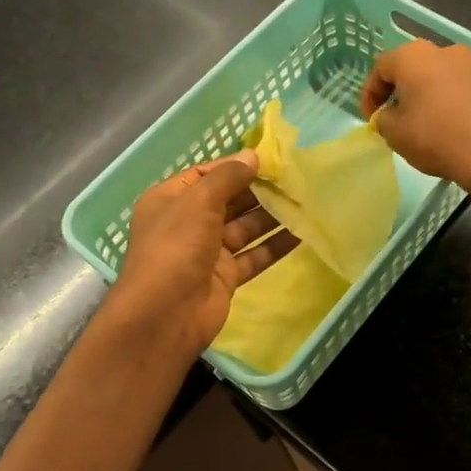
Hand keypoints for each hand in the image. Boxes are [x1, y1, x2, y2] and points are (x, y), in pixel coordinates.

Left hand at [112, 151, 298, 352]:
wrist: (165, 315)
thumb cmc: (175, 247)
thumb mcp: (198, 201)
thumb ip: (227, 177)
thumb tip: (253, 156)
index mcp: (171, 199)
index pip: (206, 174)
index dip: (236, 166)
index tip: (271, 160)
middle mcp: (188, 223)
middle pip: (229, 200)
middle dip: (259, 190)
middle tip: (296, 179)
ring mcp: (207, 252)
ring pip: (245, 228)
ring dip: (272, 216)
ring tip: (305, 202)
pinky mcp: (226, 277)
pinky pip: (254, 255)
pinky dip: (275, 245)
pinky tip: (301, 233)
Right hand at [361, 40, 470, 199]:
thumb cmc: (435, 137)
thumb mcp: (394, 133)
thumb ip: (383, 118)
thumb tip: (390, 115)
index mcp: (414, 56)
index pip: (381, 68)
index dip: (370, 94)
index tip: (372, 119)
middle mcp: (445, 51)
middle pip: (413, 68)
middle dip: (401, 91)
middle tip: (396, 117)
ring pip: (440, 77)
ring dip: (428, 95)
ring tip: (425, 123)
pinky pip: (462, 89)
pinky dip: (452, 103)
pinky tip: (453, 127)